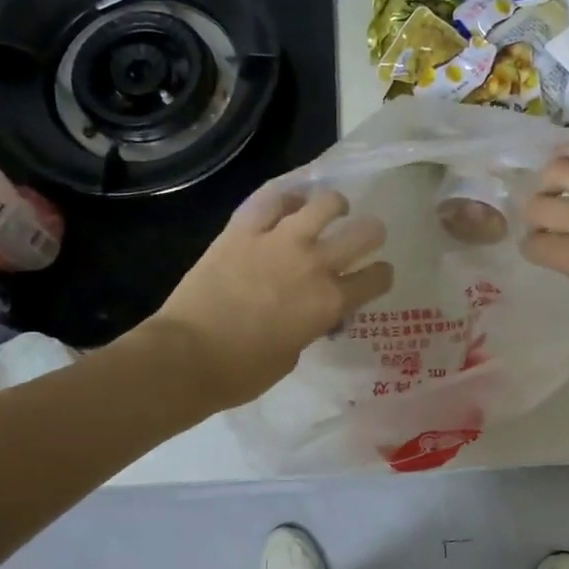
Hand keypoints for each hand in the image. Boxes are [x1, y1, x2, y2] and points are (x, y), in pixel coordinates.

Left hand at [146, 186, 393, 409]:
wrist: (187, 356)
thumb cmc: (242, 371)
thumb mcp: (293, 354)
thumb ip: (311, 326)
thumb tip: (311, 314)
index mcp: (330, 302)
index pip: (376, 278)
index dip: (381, 276)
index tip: (378, 275)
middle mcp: (314, 264)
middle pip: (364, 233)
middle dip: (371, 233)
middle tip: (365, 235)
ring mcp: (279, 240)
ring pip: (324, 203)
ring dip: (334, 205)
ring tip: (332, 207)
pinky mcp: (244, 229)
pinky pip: (272, 199)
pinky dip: (286, 196)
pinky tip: (290, 200)